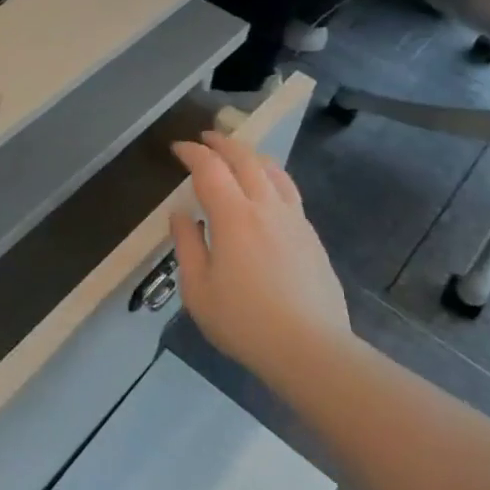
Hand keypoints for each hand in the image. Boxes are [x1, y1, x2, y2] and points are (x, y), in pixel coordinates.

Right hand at [168, 130, 349, 383]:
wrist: (311, 350)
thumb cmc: (245, 322)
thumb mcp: (198, 289)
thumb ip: (187, 245)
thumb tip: (181, 214)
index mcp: (234, 216)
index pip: (210, 169)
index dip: (192, 153)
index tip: (178, 149)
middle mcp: (266, 207)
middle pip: (246, 159)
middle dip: (223, 143)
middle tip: (206, 138)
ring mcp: (294, 220)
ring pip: (274, 171)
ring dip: (251, 155)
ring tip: (238, 155)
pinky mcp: (312, 237)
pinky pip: (289, 192)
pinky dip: (271, 177)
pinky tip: (266, 192)